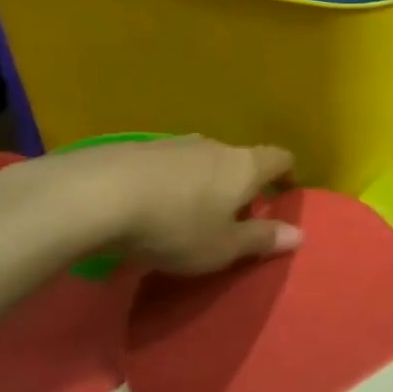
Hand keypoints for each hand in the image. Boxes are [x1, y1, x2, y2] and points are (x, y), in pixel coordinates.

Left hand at [48, 136, 300, 275]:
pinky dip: (166, 184)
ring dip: (200, 184)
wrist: (92, 197)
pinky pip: (162, 166)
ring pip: (199, 162)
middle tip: (232, 216)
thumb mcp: (223, 247)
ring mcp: (171, 144)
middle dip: (240, 185)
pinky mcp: (132, 149)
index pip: (280, 158)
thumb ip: (261, 240)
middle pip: (238, 160)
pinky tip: (146, 208)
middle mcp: (214, 147)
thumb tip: (300, 235)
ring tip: (186, 214)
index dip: (287, 174)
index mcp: (244, 166)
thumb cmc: (175, 226)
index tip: (285, 193)